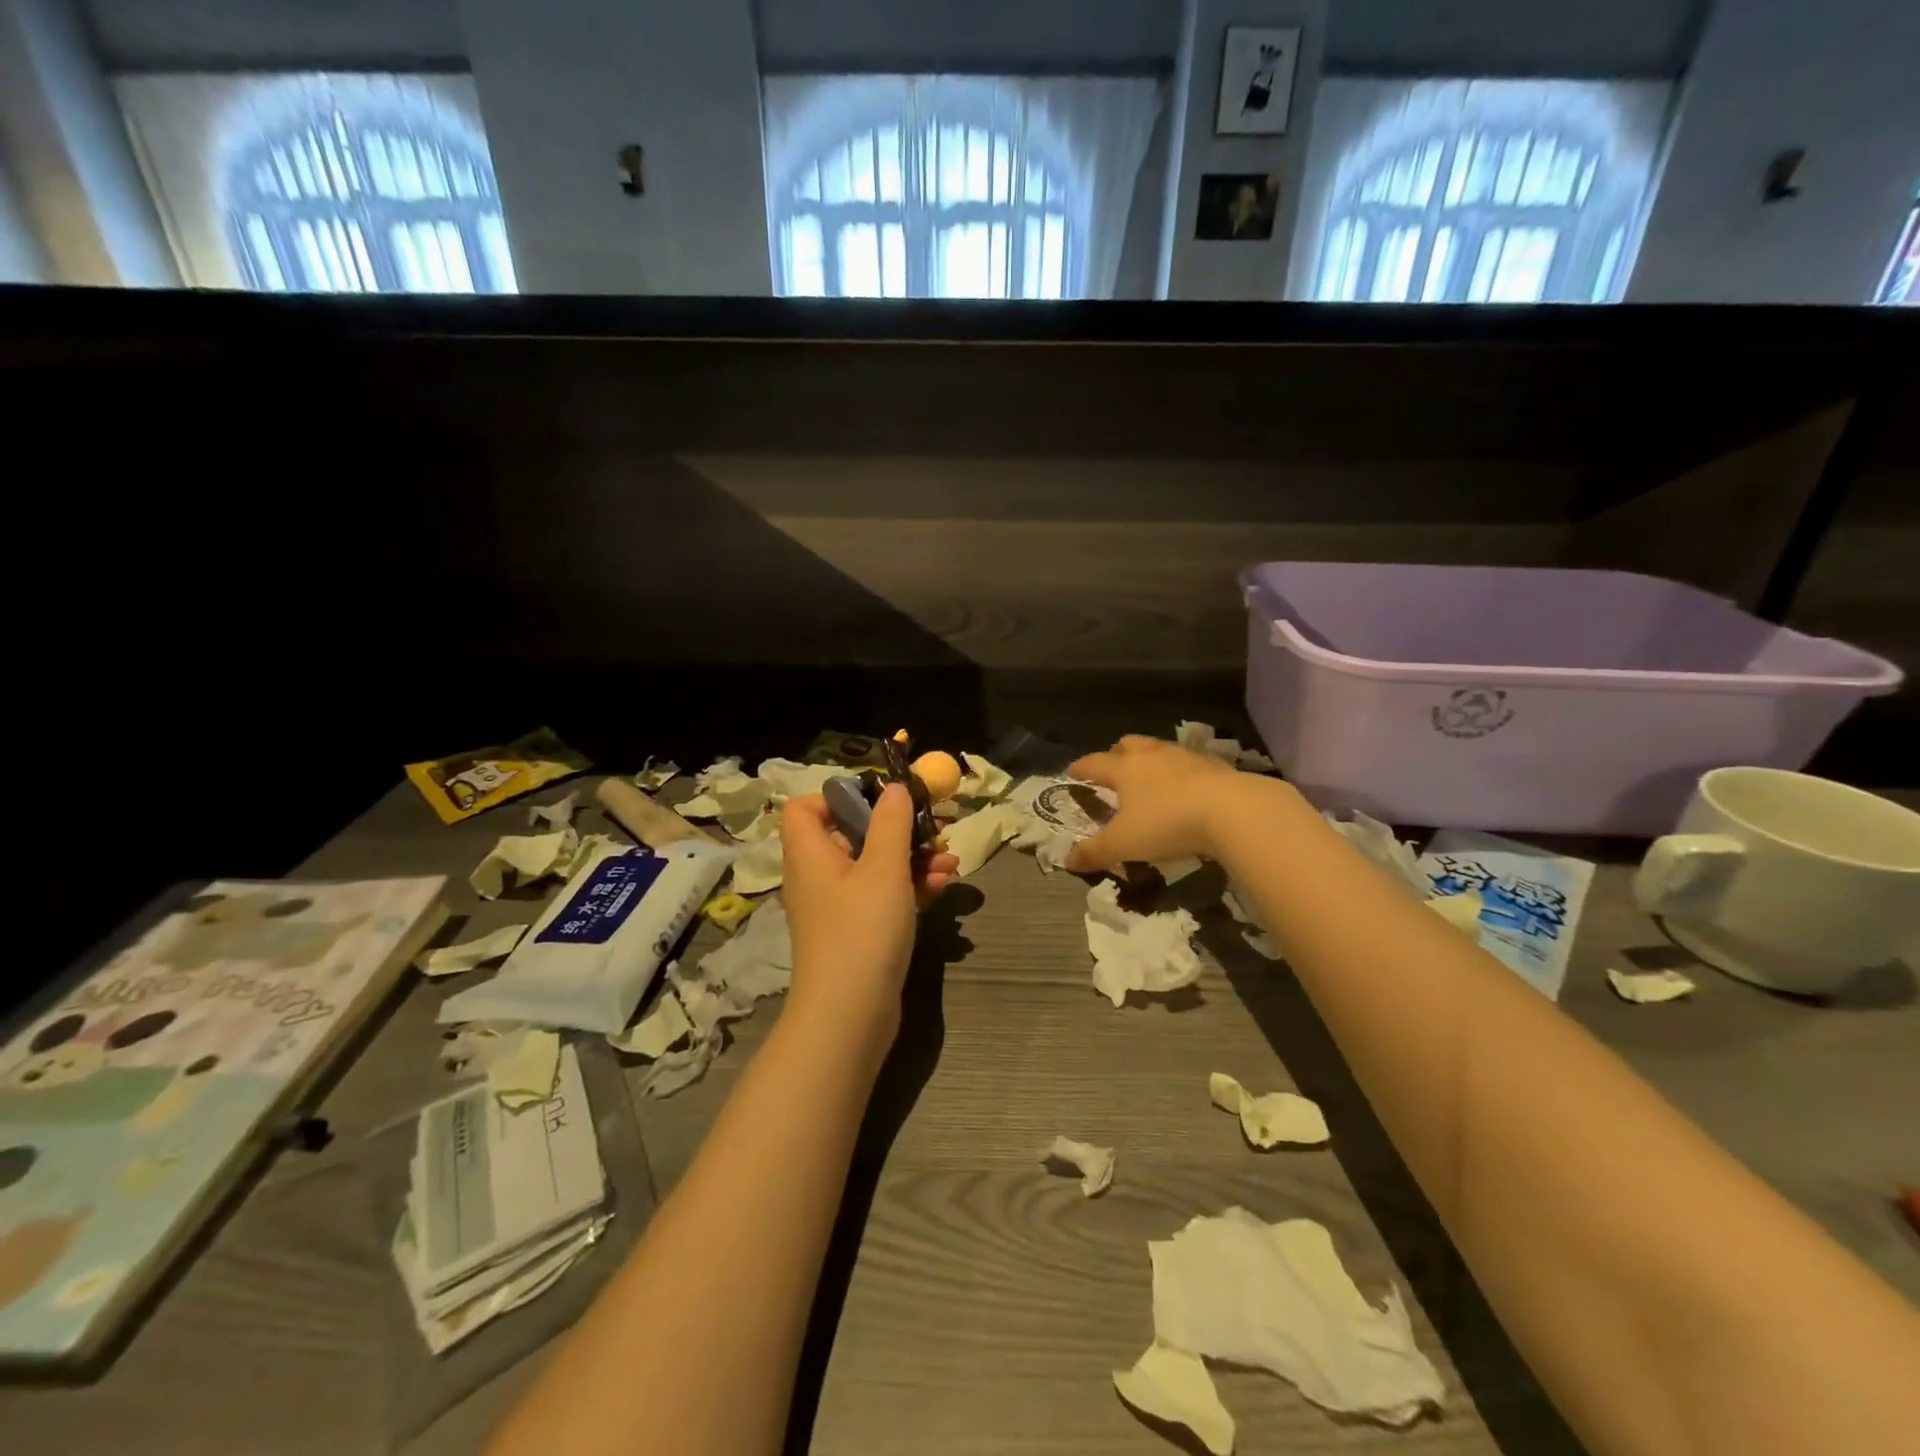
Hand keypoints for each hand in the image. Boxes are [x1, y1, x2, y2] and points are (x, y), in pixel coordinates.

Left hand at [780, 785, 958, 1041]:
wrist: (850, 1015)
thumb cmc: (862, 929)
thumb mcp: (883, 867)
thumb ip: (891, 821)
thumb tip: (894, 788)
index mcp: (810, 852)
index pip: (805, 807)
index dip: (839, 796)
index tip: (881, 801)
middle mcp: (818, 874)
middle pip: (851, 832)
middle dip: (897, 828)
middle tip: (933, 829)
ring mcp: (838, 905)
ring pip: (874, 865)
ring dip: (912, 857)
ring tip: (950, 860)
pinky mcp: (857, 931)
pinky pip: (882, 894)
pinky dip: (909, 886)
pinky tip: (944, 885)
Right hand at [1066, 735, 1274, 873]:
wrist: (1232, 811)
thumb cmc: (1167, 823)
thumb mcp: (1124, 844)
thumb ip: (1095, 852)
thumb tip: (1068, 861)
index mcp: (1125, 768)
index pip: (1094, 763)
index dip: (1080, 768)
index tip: (1071, 772)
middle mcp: (1152, 755)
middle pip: (1128, 744)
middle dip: (1117, 754)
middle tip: (1114, 770)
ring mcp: (1185, 756)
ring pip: (1160, 750)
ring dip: (1151, 761)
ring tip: (1151, 780)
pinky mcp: (1215, 765)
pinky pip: (1190, 763)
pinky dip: (1181, 773)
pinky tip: (1187, 790)